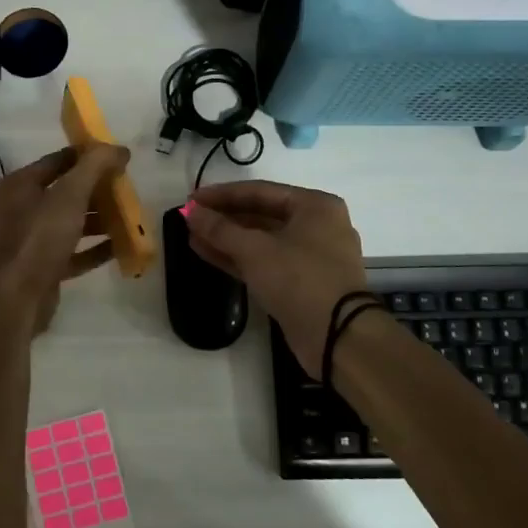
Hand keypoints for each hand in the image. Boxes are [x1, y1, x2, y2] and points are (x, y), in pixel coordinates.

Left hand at [0, 144, 128, 331]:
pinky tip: (118, 248)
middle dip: (95, 191)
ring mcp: (26, 242)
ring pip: (67, 224)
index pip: (56, 161)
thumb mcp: (70, 195)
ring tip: (127, 218)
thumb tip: (119, 148)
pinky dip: (92, 249)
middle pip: (63, 193)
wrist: (16, 300)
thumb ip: (95, 167)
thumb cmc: (39, 238)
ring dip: (96, 220)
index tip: (115, 158)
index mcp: (18, 186)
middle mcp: (17, 210)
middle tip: (124, 189)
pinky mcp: (38, 269)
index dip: (86, 156)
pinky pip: (69, 252)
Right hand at [184, 180, 369, 369]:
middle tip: (190, 217)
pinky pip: (264, 261)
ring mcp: (310, 256)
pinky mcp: (301, 283)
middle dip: (224, 217)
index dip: (222, 194)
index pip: (260, 191)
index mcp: (314, 206)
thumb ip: (220, 228)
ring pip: (261, 240)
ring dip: (227, 238)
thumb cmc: (299, 278)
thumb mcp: (255, 249)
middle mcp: (316, 226)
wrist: (338, 337)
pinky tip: (206, 253)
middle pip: (261, 214)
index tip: (191, 198)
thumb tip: (190, 212)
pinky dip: (238, 257)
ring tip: (192, 235)